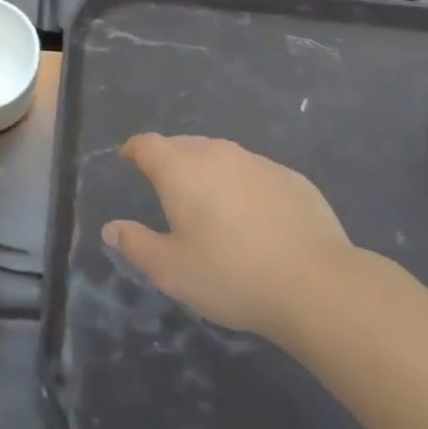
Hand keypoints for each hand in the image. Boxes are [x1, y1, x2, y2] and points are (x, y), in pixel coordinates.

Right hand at [104, 134, 360, 342]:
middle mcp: (216, 153)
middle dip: (170, 159)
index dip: (134, 150)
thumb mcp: (172, 270)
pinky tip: (252, 217)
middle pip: (183, 145)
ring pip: (221, 156)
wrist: (316, 283)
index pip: (147, 145)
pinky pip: (253, 172)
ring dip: (207, 171)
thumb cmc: (231, 275)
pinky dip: (242, 185)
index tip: (128, 159)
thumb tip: (111, 227)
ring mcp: (256, 161)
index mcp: (181, 169)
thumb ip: (136, 244)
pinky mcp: (290, 177)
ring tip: (208, 202)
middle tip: (166, 187)